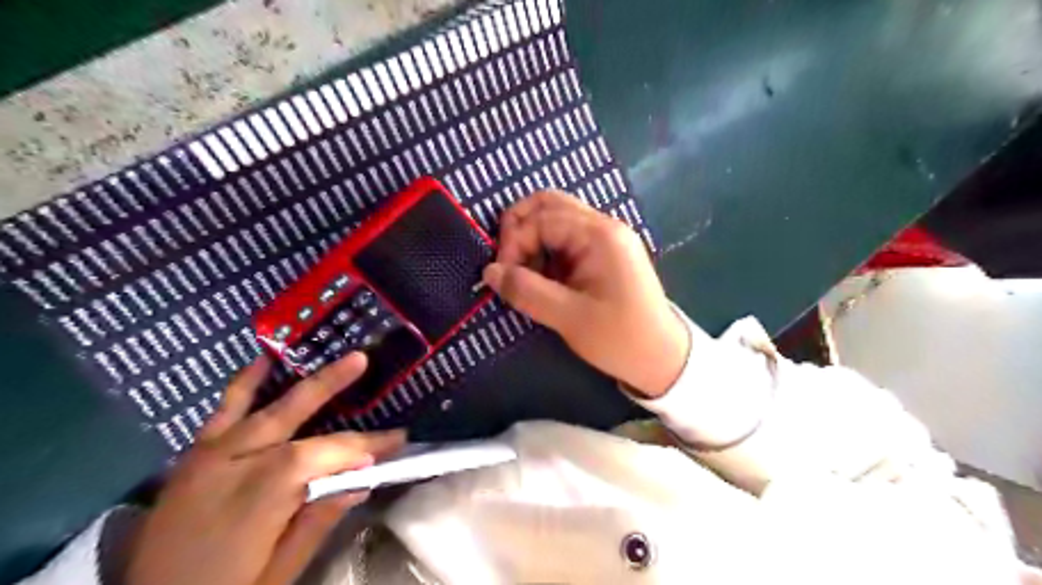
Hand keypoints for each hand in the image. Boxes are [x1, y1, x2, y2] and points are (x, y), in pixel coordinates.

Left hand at [129, 352, 404, 584]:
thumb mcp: (280, 572)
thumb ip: (318, 520)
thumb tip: (363, 481)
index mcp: (260, 494)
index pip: (324, 454)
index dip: (363, 445)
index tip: (397, 440)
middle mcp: (234, 463)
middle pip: (292, 413)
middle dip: (332, 382)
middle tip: (363, 359)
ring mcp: (210, 455)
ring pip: (261, 406)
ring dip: (297, 378)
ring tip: (317, 354)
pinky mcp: (195, 456)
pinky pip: (222, 411)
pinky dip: (244, 384)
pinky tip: (262, 361)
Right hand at [483, 190, 688, 397]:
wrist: (662, 358)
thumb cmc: (619, 338)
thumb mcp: (569, 317)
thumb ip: (526, 291)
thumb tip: (489, 272)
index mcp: (600, 235)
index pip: (542, 218)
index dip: (514, 242)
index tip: (502, 276)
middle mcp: (604, 226)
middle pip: (549, 204)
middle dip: (519, 229)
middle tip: (506, 262)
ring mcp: (606, 238)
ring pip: (556, 219)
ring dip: (532, 240)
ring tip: (523, 275)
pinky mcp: (604, 253)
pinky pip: (567, 239)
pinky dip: (546, 252)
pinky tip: (541, 278)